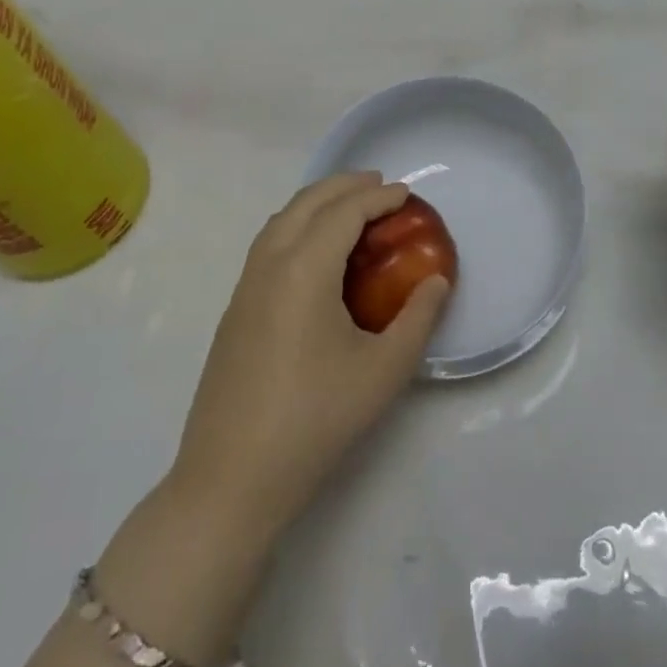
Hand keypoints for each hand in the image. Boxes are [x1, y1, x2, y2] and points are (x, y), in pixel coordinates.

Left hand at [167, 173, 449, 539]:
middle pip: (307, 203)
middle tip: (379, 184)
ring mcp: (245, 288)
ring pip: (281, 221)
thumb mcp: (383, 372)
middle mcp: (269, 265)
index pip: (344, 212)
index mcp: (304, 270)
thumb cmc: (314, 421)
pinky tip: (315, 253)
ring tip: (349, 208)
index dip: (378, 197)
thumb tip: (436, 282)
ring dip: (316, 203)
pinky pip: (268, 245)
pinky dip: (296, 226)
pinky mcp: (234, 311)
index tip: (407, 193)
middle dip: (344, 186)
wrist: (230, 481)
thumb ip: (418, 319)